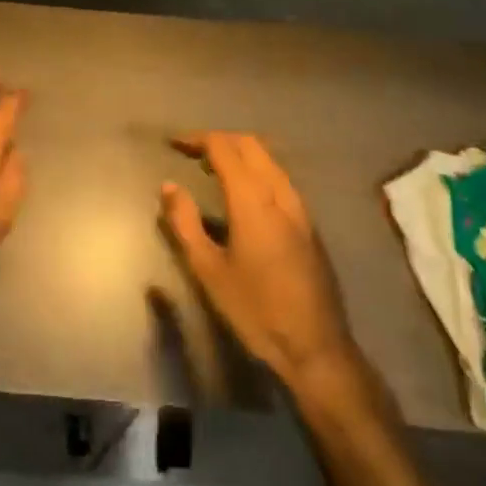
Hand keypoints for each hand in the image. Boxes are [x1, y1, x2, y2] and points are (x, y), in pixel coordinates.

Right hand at [160, 132, 359, 391]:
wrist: (316, 346)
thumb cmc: (256, 310)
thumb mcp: (209, 270)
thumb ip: (185, 223)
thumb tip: (169, 186)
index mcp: (252, 200)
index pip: (223, 148)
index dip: (197, 139)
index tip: (174, 143)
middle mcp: (279, 193)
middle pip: (250, 144)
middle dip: (219, 139)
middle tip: (191, 151)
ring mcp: (299, 206)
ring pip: (268, 159)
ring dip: (239, 153)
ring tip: (212, 169)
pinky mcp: (308, 222)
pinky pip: (279, 177)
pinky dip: (256, 169)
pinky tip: (242, 194)